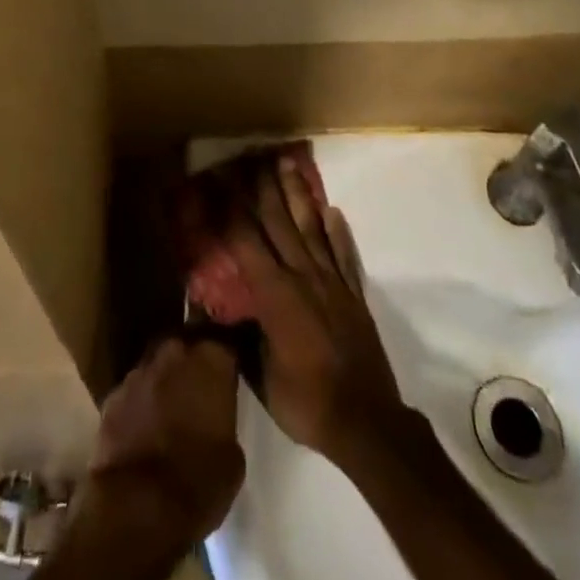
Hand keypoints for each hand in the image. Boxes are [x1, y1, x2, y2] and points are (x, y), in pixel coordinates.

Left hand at [82, 337, 245, 553]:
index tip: (226, 379)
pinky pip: (132, 394)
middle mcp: (174, 353)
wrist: (137, 506)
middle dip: (190, 367)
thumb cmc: (198, 482)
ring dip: (162, 385)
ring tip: (167, 415)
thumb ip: (224, 422)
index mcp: (210, 361)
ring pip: (156, 369)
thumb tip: (215, 421)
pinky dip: (138, 406)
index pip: (223, 346)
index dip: (224, 364)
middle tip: (196, 395)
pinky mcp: (112, 396)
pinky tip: (141, 431)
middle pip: (185, 349)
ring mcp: (138, 372)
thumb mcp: (233, 458)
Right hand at [227, 155, 412, 470]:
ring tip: (288, 164)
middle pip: (278, 222)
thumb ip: (239, 339)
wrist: (367, 422)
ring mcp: (331, 282)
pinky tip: (332, 211)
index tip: (218, 181)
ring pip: (311, 228)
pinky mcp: (353, 294)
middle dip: (262, 188)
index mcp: (275, 294)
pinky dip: (337, 231)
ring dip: (298, 194)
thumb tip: (212, 317)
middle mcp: (302, 276)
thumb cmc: (306, 402)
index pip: (246, 241)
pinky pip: (343, 254)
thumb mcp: (260, 376)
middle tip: (252, 157)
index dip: (230, 209)